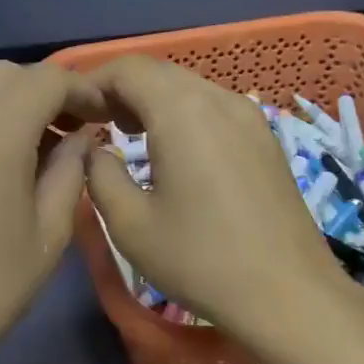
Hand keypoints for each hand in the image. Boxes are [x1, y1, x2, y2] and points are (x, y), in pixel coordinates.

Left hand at [0, 61, 101, 363]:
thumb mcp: (49, 231)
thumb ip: (71, 170)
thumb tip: (82, 138)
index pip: (47, 79)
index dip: (82, 90)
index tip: (103, 116)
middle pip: (9, 74)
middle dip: (46, 90)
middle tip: (71, 130)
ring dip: (13, 101)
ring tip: (36, 145)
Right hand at [82, 56, 363, 349]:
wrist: (289, 295)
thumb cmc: (201, 259)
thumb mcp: (130, 224)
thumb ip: (99, 174)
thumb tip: (94, 149)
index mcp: (182, 111)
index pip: (128, 68)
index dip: (93, 81)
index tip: (74, 113)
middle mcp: (219, 99)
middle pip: (159, 71)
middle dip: (121, 89)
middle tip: (95, 124)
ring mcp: (249, 116)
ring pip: (188, 86)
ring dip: (152, 100)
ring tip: (129, 135)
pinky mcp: (265, 137)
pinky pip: (212, 106)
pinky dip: (182, 113)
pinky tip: (173, 150)